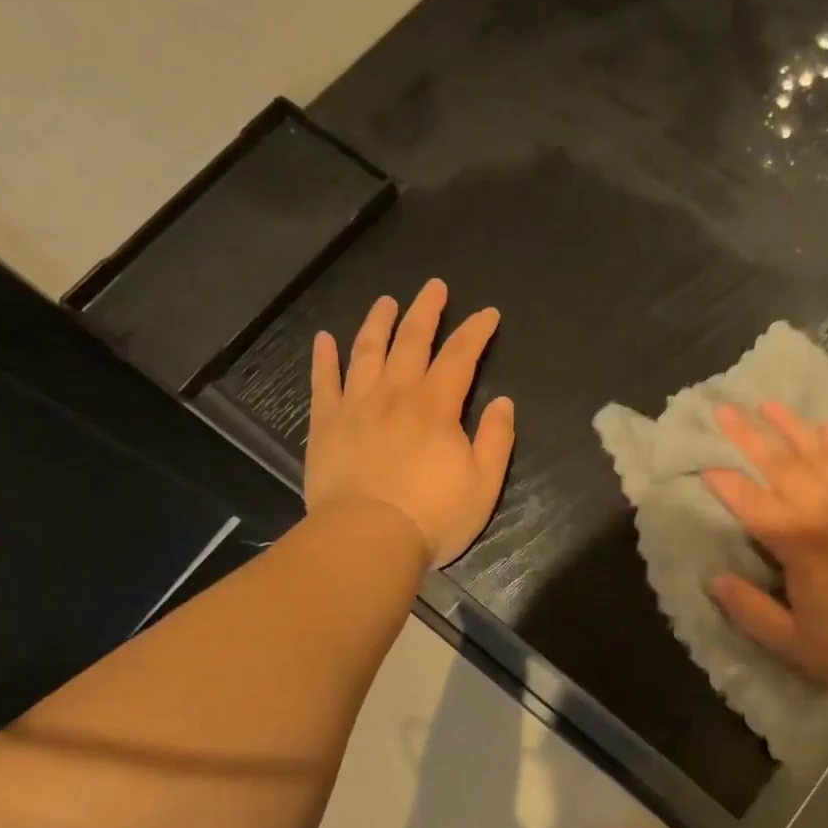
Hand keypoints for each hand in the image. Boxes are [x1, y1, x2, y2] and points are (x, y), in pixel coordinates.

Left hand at [306, 280, 514, 567]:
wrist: (366, 539)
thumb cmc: (432, 516)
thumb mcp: (483, 485)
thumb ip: (496, 440)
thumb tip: (503, 402)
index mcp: (436, 407)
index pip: (460, 357)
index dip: (475, 332)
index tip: (488, 314)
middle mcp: (395, 395)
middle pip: (411, 341)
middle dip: (426, 311)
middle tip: (435, 287)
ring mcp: (356, 407)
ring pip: (367, 352)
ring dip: (378, 323)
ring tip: (386, 301)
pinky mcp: (326, 425)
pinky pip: (323, 382)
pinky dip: (324, 358)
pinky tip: (324, 339)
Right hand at [702, 402, 827, 694]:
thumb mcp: (796, 646)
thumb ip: (750, 612)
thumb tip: (714, 580)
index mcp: (798, 544)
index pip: (750, 503)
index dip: (724, 483)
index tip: (704, 464)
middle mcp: (827, 509)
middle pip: (779, 465)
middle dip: (748, 436)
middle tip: (724, 410)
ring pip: (820, 452)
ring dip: (790, 426)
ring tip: (767, 405)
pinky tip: (826, 427)